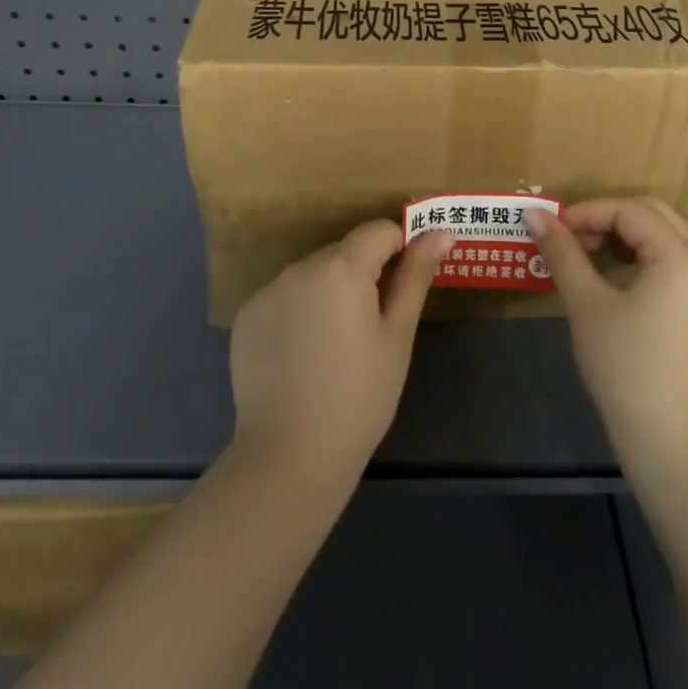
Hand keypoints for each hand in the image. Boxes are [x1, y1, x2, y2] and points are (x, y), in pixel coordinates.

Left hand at [229, 221, 450, 487]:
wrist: (289, 457)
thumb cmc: (359, 396)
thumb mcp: (397, 336)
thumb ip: (416, 276)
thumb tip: (441, 232)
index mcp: (341, 266)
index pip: (379, 231)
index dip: (400, 248)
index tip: (408, 282)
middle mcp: (300, 267)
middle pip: (344, 253)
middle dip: (364, 275)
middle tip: (376, 326)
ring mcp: (268, 291)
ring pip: (314, 275)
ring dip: (331, 292)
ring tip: (338, 346)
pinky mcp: (247, 318)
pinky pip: (285, 298)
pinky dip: (300, 312)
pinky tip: (304, 356)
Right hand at [527, 199, 687, 469]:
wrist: (669, 439)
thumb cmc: (625, 365)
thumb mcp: (586, 304)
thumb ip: (562, 253)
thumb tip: (532, 214)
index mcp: (678, 254)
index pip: (628, 210)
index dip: (587, 213)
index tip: (553, 231)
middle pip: (655, 214)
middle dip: (610, 218)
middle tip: (574, 239)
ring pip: (673, 234)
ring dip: (635, 232)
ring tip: (599, 252)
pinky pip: (680, 259)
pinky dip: (651, 253)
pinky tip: (621, 277)